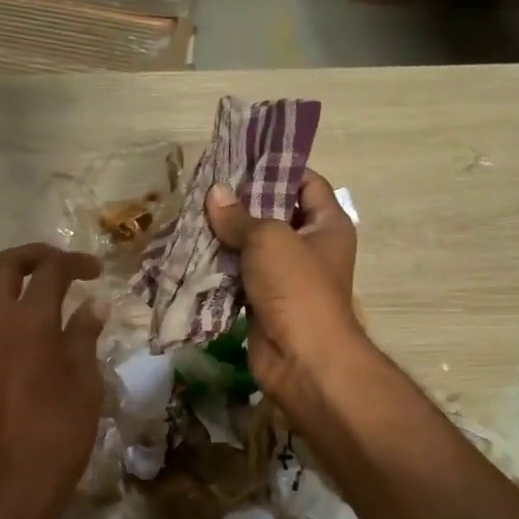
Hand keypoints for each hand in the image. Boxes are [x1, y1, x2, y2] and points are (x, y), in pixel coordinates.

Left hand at [0, 244, 105, 518]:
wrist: (6, 491)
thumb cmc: (58, 437)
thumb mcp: (84, 386)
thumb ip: (84, 338)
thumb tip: (92, 305)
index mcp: (28, 326)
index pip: (49, 272)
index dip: (74, 262)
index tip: (94, 271)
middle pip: (2, 268)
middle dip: (32, 256)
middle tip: (59, 267)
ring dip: (20, 310)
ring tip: (51, 339)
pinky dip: (7, 344)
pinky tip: (26, 377)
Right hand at [206, 171, 365, 404]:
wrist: (302, 359)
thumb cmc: (296, 288)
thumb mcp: (268, 239)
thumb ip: (239, 215)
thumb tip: (214, 193)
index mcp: (327, 224)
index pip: (306, 182)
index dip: (277, 168)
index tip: (240, 160)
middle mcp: (310, 247)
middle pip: (274, 214)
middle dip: (240, 203)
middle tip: (204, 189)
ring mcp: (286, 277)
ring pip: (252, 247)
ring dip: (225, 237)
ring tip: (191, 217)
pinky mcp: (264, 302)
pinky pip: (239, 277)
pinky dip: (219, 268)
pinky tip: (191, 253)